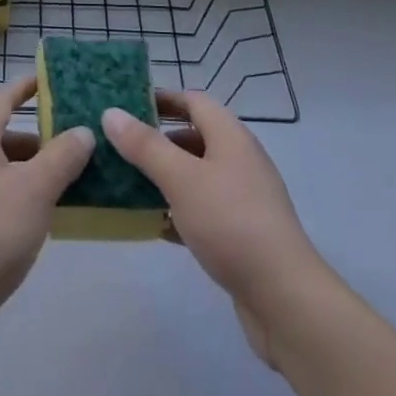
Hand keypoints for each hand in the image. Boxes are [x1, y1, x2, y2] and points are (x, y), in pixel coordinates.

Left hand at [0, 75, 94, 367]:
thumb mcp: (35, 189)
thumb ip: (62, 156)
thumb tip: (82, 131)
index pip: (3, 98)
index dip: (26, 87)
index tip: (52, 81)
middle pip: (4, 135)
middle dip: (40, 137)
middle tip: (77, 143)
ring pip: (2, 169)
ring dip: (34, 171)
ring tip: (71, 182)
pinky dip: (22, 197)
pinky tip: (46, 219)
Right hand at [101, 92, 325, 366]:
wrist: (284, 297)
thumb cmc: (230, 223)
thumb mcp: (181, 178)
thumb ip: (145, 146)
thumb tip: (111, 112)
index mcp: (230, 136)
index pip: (193, 101)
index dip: (162, 99)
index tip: (126, 105)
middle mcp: (240, 159)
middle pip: (194, 137)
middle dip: (157, 140)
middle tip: (119, 147)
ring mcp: (243, 197)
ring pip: (196, 175)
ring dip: (164, 177)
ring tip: (127, 184)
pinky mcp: (242, 232)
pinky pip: (203, 209)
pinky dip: (178, 211)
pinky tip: (154, 225)